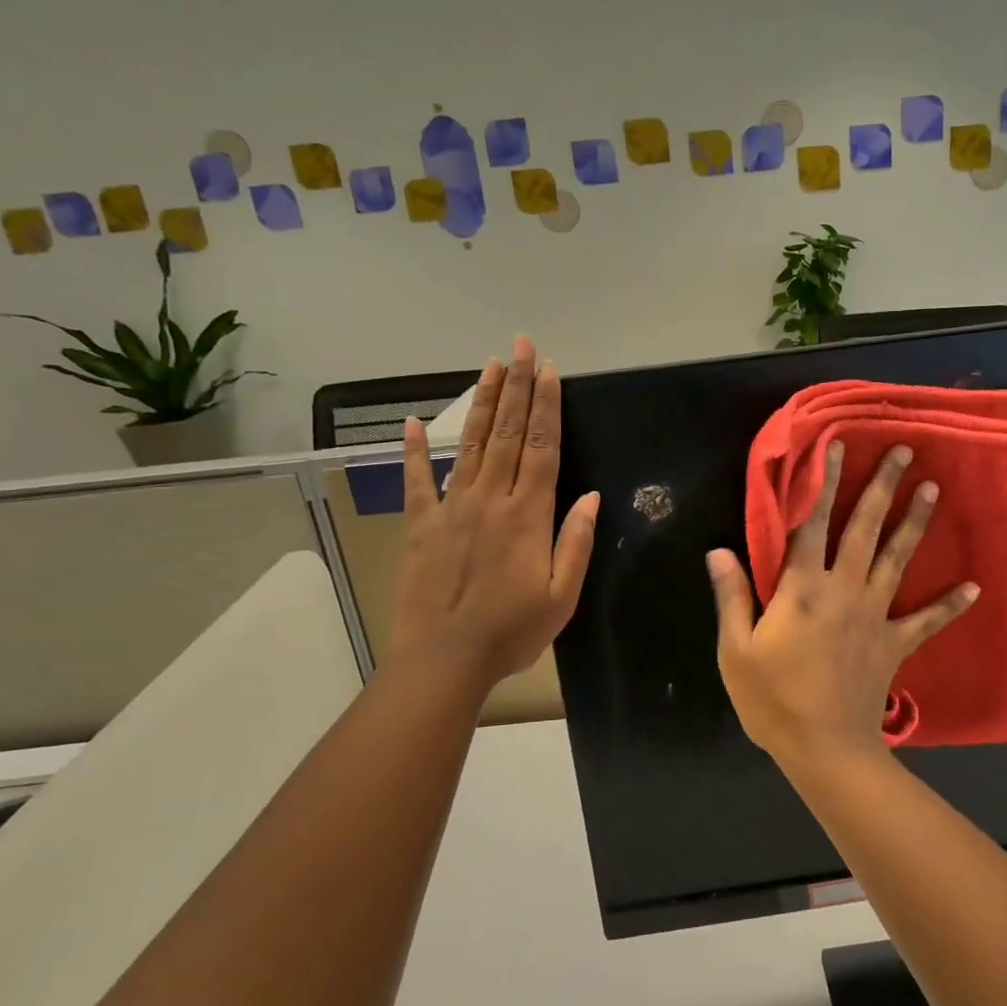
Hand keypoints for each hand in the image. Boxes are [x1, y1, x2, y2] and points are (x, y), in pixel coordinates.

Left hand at [386, 336, 599, 697]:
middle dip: (518, 387)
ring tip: (491, 365)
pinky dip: (415, 450)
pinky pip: (417, 480)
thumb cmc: (511, 631)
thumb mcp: (562, 596)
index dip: (548, 407)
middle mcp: (490, 499)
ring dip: (484, 403)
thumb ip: (576, 542)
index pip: (543, 448)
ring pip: (472, 444)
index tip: (550, 371)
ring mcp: (452, 508)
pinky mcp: (421, 525)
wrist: (444, 659)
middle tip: (523, 346)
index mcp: (528, 515)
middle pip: (509, 434)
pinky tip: (414, 422)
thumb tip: (592, 496)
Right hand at [706, 442, 977, 769]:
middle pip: (865, 529)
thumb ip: (732, 596)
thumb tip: (718, 550)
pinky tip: (973, 586)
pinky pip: (926, 620)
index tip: (837, 447)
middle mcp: (844, 590)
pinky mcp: (894, 643)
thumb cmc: (773, 699)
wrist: (824, 749)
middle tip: (905, 452)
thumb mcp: (736, 650)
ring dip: (916, 523)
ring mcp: (875, 615)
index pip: (813, 523)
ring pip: (897, 559)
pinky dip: (950, 605)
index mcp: (802, 588)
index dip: (823, 483)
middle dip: (883, 487)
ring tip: (934, 489)